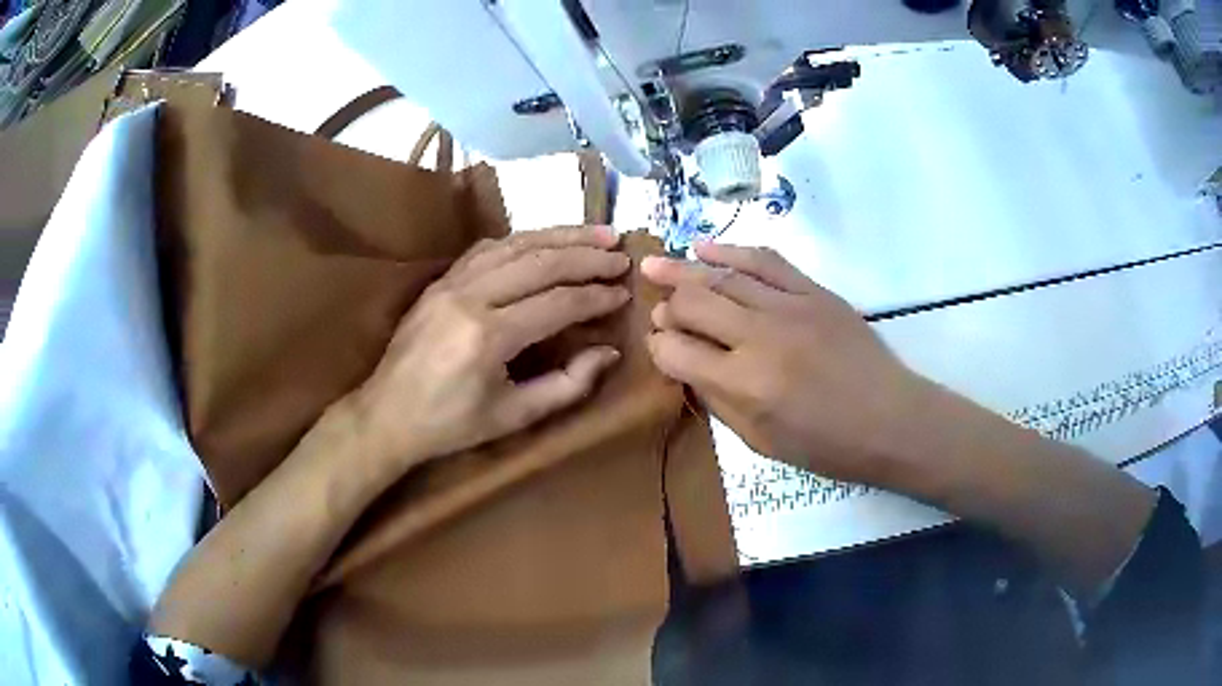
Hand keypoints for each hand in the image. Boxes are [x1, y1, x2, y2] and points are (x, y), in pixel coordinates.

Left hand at [350, 226, 630, 472]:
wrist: (386, 414)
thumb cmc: (451, 425)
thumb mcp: (514, 417)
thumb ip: (567, 385)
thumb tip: (608, 352)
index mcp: (488, 337)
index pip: (556, 303)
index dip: (595, 296)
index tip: (624, 294)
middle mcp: (469, 298)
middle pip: (539, 262)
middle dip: (586, 256)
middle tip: (621, 255)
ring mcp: (451, 282)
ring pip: (515, 244)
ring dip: (560, 236)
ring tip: (598, 234)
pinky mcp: (440, 280)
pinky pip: (489, 248)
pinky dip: (524, 240)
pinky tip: (547, 240)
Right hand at [642, 242, 936, 488]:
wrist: (891, 419)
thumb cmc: (827, 445)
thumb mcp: (760, 443)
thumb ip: (717, 401)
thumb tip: (685, 364)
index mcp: (744, 385)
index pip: (675, 351)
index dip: (658, 347)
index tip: (660, 348)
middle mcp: (760, 338)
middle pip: (693, 303)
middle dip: (667, 306)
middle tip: (661, 312)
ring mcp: (790, 307)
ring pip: (722, 276)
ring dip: (682, 270)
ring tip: (655, 264)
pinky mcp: (814, 291)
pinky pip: (765, 260)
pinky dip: (730, 251)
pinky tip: (703, 248)